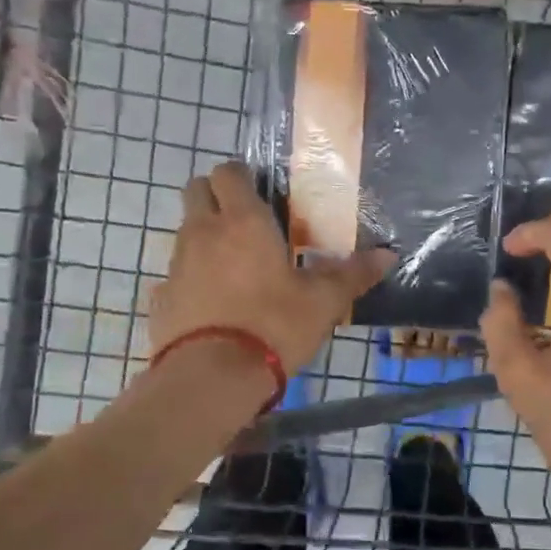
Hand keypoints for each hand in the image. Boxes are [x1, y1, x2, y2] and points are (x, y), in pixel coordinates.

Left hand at [151, 161, 393, 374]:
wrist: (212, 377)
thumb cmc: (274, 326)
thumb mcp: (323, 302)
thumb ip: (353, 274)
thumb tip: (388, 255)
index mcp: (243, 222)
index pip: (229, 172)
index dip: (242, 176)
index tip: (261, 193)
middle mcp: (203, 231)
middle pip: (195, 190)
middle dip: (215, 196)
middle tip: (244, 221)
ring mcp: (177, 263)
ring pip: (185, 231)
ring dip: (204, 236)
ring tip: (233, 266)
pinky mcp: (162, 296)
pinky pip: (175, 274)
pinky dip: (191, 278)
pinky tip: (213, 303)